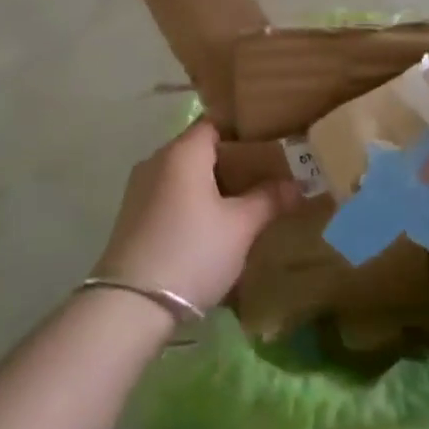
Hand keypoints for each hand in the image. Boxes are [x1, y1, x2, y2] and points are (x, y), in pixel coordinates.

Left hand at [94, 119, 300, 309]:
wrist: (130, 306)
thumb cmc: (192, 251)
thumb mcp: (240, 227)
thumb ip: (269, 199)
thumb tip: (298, 185)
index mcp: (184, 151)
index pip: (218, 123)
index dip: (245, 131)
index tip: (272, 144)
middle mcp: (158, 159)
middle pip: (201, 148)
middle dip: (233, 161)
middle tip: (266, 176)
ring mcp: (140, 187)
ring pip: (185, 173)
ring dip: (212, 184)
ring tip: (243, 203)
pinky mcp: (132, 215)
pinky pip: (170, 194)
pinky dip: (192, 201)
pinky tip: (211, 226)